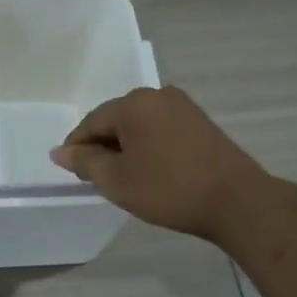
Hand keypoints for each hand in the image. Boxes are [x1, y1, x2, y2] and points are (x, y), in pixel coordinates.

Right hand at [50, 86, 271, 242]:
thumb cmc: (168, 189)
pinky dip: (148, 146)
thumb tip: (59, 151)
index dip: (77, 147)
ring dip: (126, 146)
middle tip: (97, 177)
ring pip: (139, 124)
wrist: (237, 201)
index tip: (72, 171)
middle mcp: (157, 95)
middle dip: (102, 145)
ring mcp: (183, 107)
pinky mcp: (201, 122)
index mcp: (133, 104)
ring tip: (124, 176)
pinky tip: (151, 169)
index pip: (91, 122)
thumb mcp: (117, 180)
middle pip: (116, 119)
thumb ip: (84, 162)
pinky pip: (160, 129)